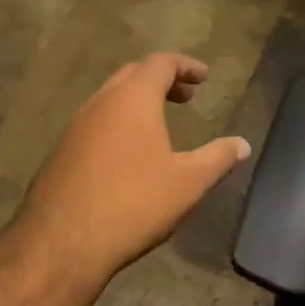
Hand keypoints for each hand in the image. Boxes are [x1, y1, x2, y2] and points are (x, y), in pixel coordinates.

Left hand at [19, 53, 250, 274]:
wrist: (62, 242)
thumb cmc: (134, 203)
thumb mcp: (188, 182)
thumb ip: (218, 158)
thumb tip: (243, 144)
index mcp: (133, 98)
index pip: (161, 63)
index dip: (185, 66)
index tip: (203, 77)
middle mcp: (101, 102)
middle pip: (133, 75)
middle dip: (161, 80)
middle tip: (185, 96)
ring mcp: (75, 126)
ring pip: (110, 98)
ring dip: (137, 102)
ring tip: (159, 124)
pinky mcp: (60, 151)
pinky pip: (95, 123)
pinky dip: (118, 123)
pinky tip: (128, 153)